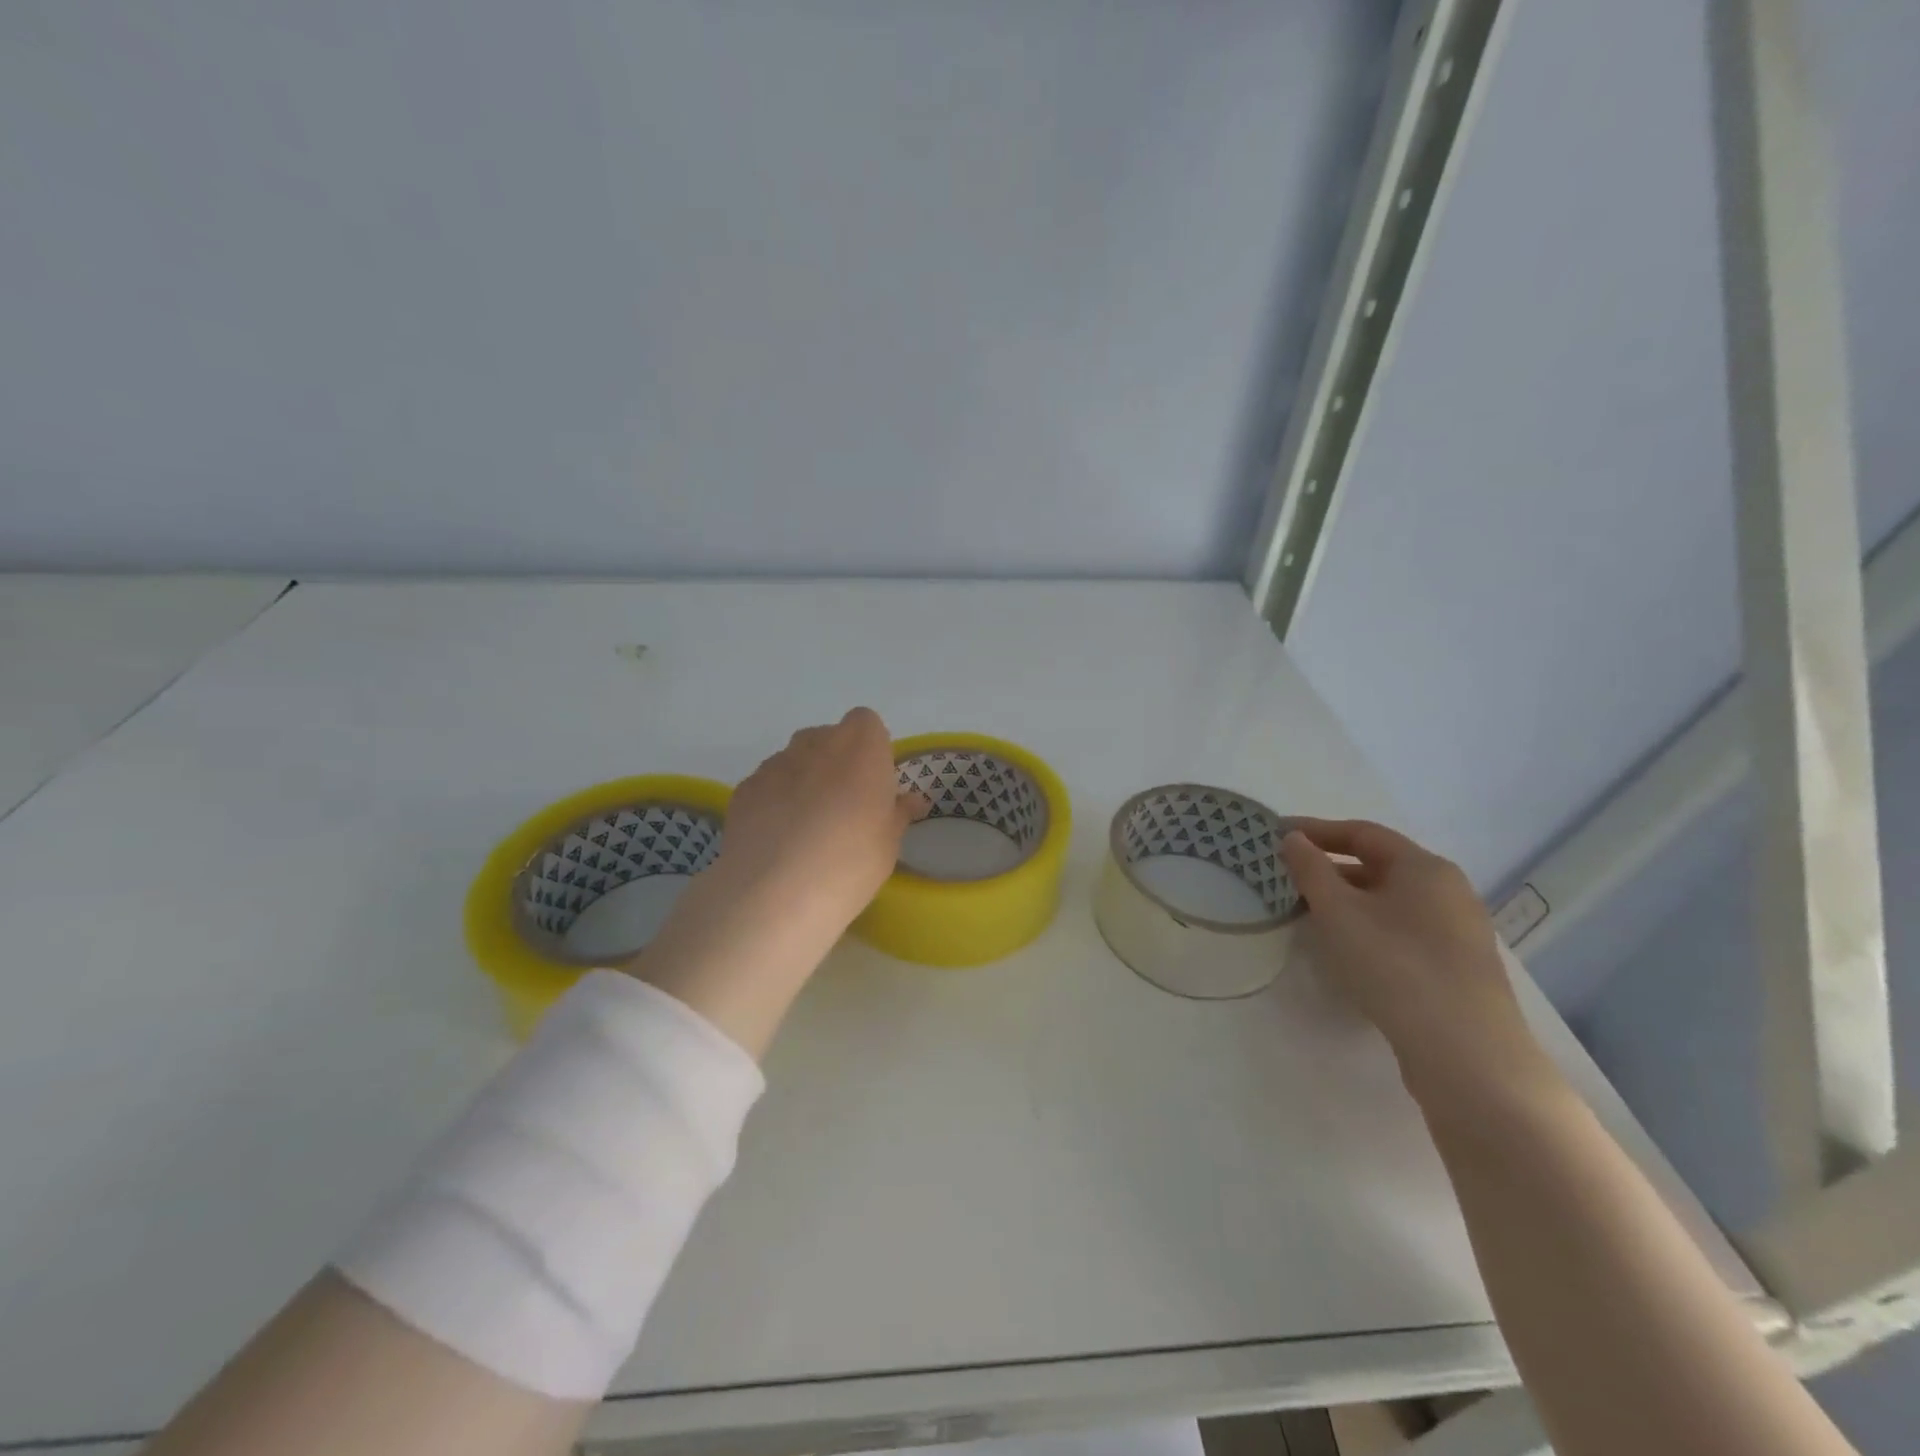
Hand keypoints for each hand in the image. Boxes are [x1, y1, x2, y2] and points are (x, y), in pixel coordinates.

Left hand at [627, 708, 927, 1056]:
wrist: (776, 892)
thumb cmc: (851, 860)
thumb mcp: (889, 841)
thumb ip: (899, 812)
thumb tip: (911, 801)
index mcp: (860, 746)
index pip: (867, 723)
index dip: (871, 750)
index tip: (874, 784)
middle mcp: (816, 742)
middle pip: (829, 738)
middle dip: (837, 763)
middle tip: (845, 808)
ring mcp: (775, 763)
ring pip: (795, 760)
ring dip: (805, 781)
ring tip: (807, 829)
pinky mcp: (744, 788)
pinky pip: (768, 785)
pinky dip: (775, 801)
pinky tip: (778, 839)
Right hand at [1279, 819, 1561, 1116]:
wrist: (1467, 1053)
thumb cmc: (1395, 965)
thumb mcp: (1339, 912)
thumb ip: (1311, 870)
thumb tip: (1293, 839)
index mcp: (1425, 866)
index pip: (1363, 833)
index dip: (1317, 830)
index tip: (1279, 836)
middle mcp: (1449, 890)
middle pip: (1380, 865)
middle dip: (1331, 868)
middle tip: (1289, 878)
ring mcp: (1459, 930)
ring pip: (1392, 901)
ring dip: (1348, 900)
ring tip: (1310, 914)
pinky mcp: (1459, 967)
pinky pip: (1405, 929)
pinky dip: (1370, 926)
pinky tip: (1349, 949)